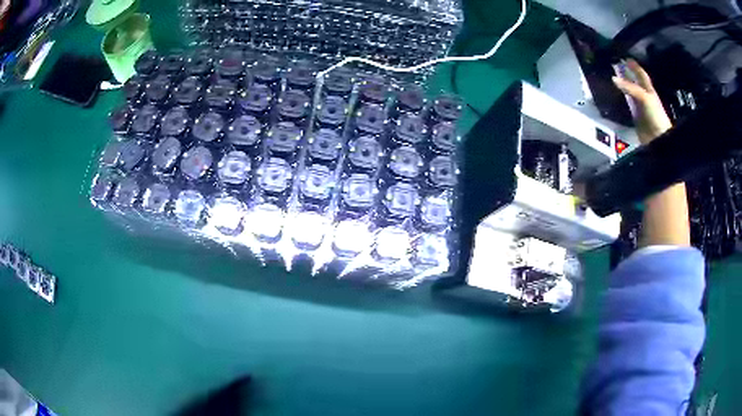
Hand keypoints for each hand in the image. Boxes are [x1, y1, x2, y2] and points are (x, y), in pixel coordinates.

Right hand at [612, 59, 672, 144]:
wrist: (658, 138)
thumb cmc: (656, 115)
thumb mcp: (644, 97)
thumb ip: (630, 87)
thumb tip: (613, 78)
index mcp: (649, 90)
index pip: (641, 74)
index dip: (634, 66)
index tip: (626, 58)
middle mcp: (644, 97)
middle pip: (635, 83)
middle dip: (627, 74)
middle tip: (617, 65)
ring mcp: (640, 108)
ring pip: (630, 93)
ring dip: (623, 87)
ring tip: (614, 79)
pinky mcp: (635, 118)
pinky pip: (627, 106)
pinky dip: (621, 101)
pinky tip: (616, 98)